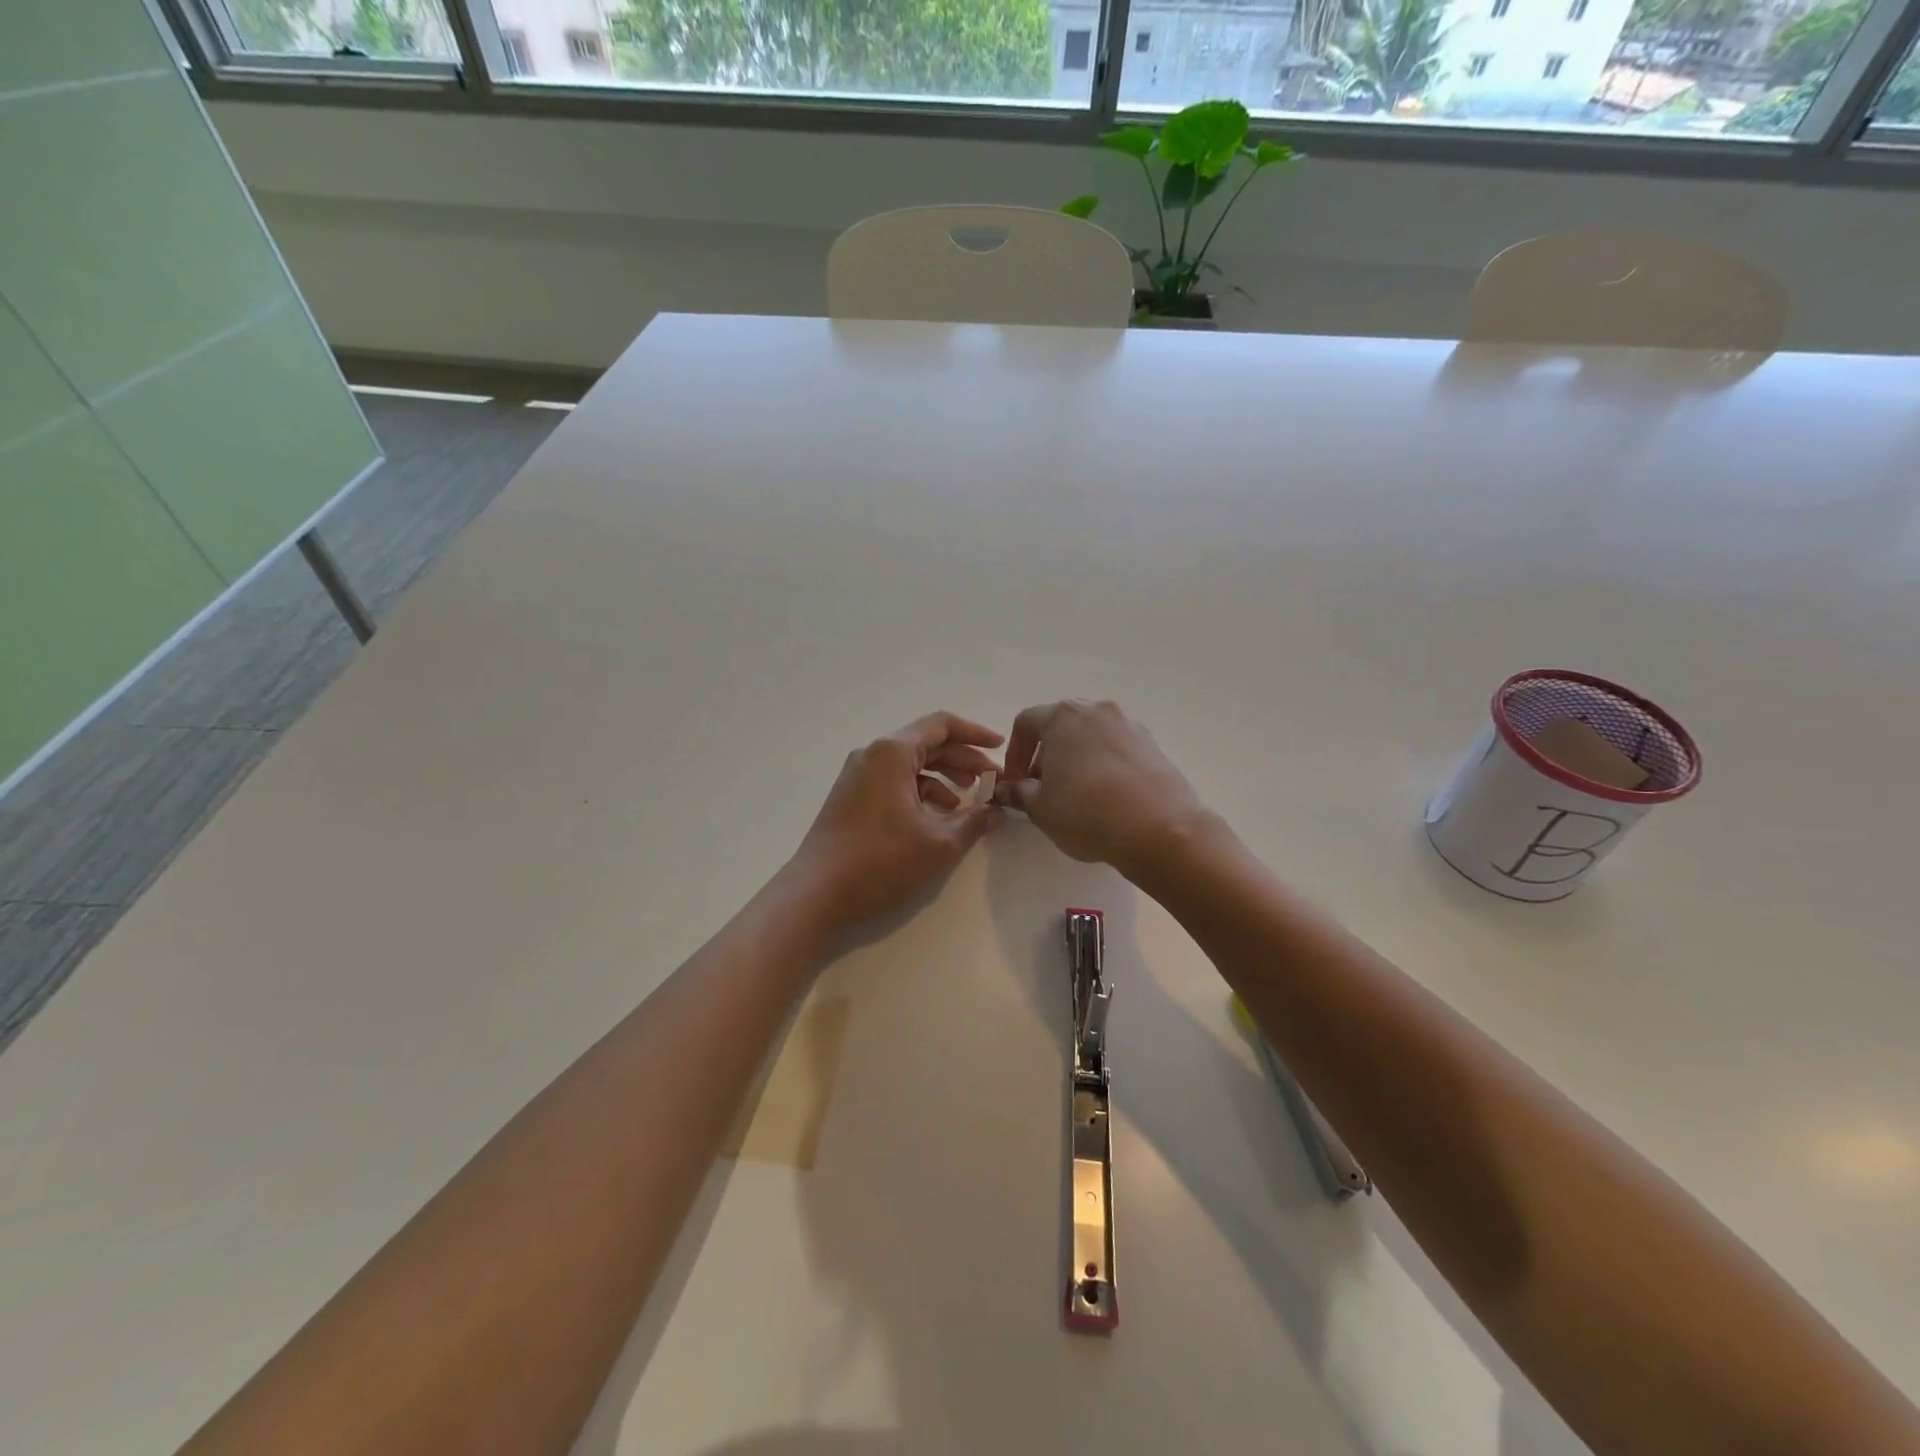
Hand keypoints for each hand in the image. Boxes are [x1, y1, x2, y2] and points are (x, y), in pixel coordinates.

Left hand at [790, 712, 1003, 930]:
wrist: (816, 895)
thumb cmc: (880, 862)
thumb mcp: (939, 844)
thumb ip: (974, 822)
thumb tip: (997, 811)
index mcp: (892, 753)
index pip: (941, 725)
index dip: (975, 733)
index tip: (1001, 747)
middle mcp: (872, 755)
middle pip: (926, 744)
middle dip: (963, 760)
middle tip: (993, 780)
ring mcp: (857, 777)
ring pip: (910, 765)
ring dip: (943, 777)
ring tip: (969, 800)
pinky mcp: (851, 798)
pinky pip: (894, 782)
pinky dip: (920, 792)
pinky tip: (937, 817)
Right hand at [996, 700, 1210, 880]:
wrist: (1159, 829)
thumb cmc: (1086, 812)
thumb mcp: (1041, 808)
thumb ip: (1019, 793)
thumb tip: (1009, 790)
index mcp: (1063, 716)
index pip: (1026, 723)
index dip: (1014, 754)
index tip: (1016, 784)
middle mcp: (1097, 711)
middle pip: (1061, 726)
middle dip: (1047, 756)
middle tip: (1044, 790)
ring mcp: (1130, 725)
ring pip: (1091, 737)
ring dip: (1077, 760)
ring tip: (1077, 796)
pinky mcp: (1154, 746)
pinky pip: (1118, 750)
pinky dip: (1105, 767)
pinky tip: (1108, 799)